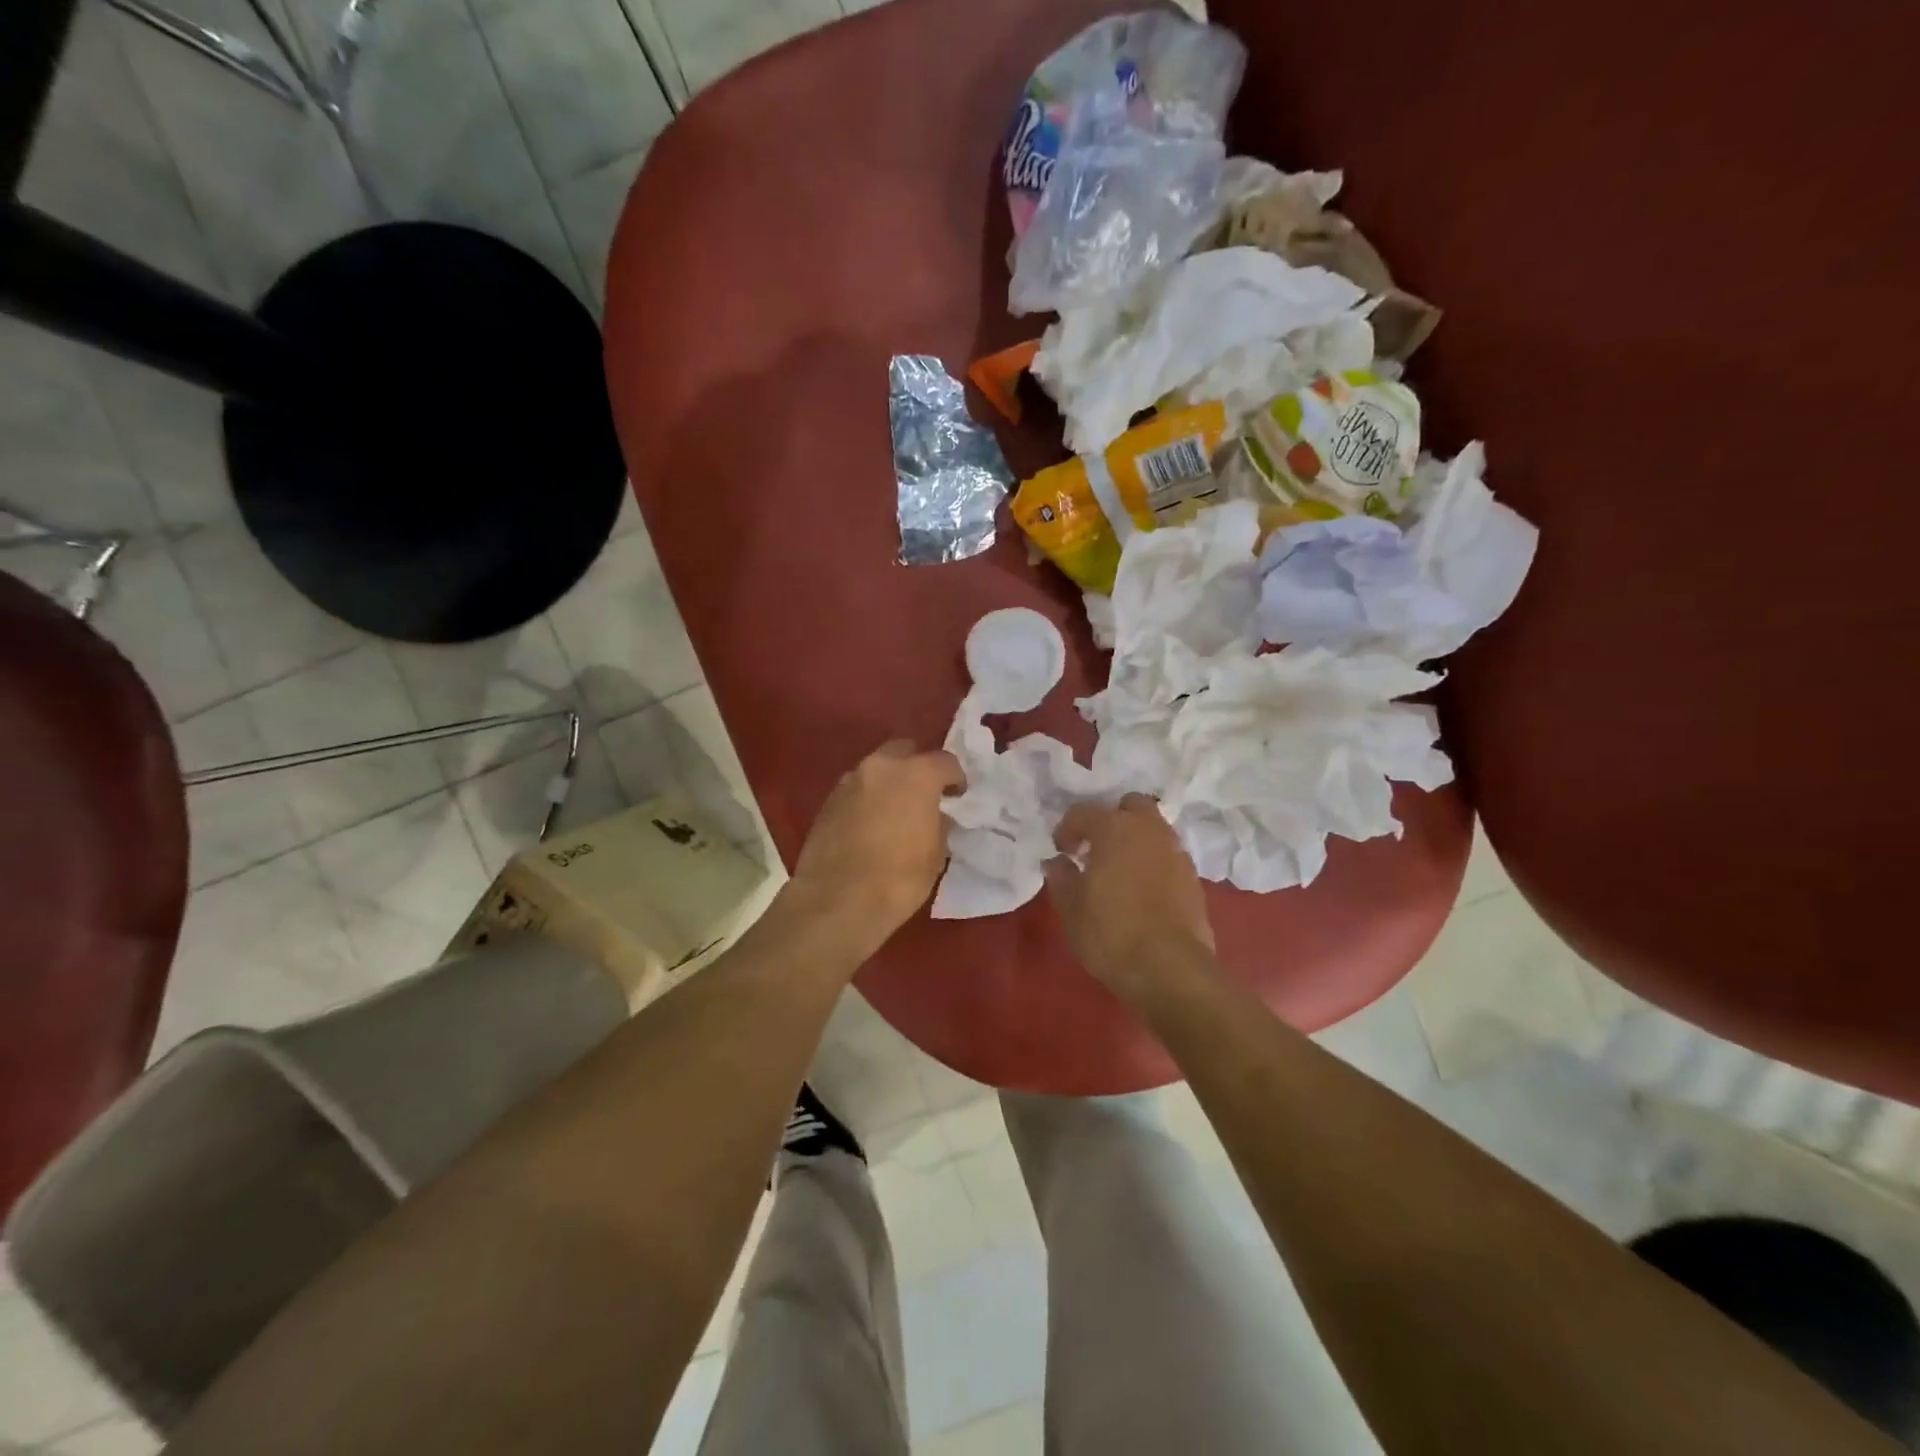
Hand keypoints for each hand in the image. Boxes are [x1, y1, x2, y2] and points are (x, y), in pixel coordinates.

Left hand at [789, 740, 965, 954]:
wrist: (837, 902)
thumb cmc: (898, 879)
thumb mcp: (935, 855)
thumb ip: (939, 824)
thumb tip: (934, 816)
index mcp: (916, 774)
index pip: (946, 761)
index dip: (955, 779)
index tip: (957, 797)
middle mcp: (881, 767)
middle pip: (905, 751)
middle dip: (917, 767)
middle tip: (924, 795)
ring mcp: (849, 781)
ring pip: (877, 770)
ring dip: (889, 783)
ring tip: (895, 812)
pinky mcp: (827, 801)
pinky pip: (856, 790)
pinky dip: (867, 800)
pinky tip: (870, 825)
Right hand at [1047, 795, 1214, 1002]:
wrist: (1170, 968)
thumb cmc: (1111, 933)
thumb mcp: (1072, 908)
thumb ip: (1062, 878)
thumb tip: (1057, 862)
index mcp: (1114, 829)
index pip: (1084, 812)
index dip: (1067, 828)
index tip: (1061, 850)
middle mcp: (1149, 830)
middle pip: (1131, 806)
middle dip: (1113, 819)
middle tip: (1097, 847)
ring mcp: (1176, 852)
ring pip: (1154, 829)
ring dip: (1136, 840)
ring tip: (1119, 869)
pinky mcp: (1193, 878)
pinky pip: (1168, 856)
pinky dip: (1153, 862)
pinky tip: (1141, 889)